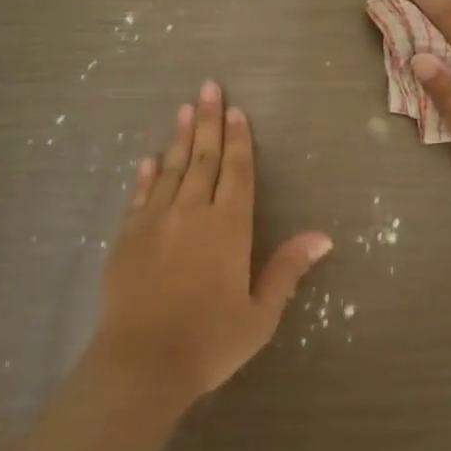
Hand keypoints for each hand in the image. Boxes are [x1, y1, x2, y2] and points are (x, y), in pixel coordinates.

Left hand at [92, 81, 332, 403]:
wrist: (141, 363)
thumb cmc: (209, 342)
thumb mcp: (260, 313)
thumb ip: (287, 270)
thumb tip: (323, 236)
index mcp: (228, 227)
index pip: (237, 172)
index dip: (239, 140)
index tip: (237, 111)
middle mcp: (192, 212)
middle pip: (204, 159)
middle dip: (209, 121)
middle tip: (208, 87)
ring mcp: (155, 221)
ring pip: (172, 168)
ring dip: (180, 138)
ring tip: (185, 109)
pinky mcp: (127, 235)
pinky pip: (140, 194)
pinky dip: (147, 174)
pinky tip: (151, 158)